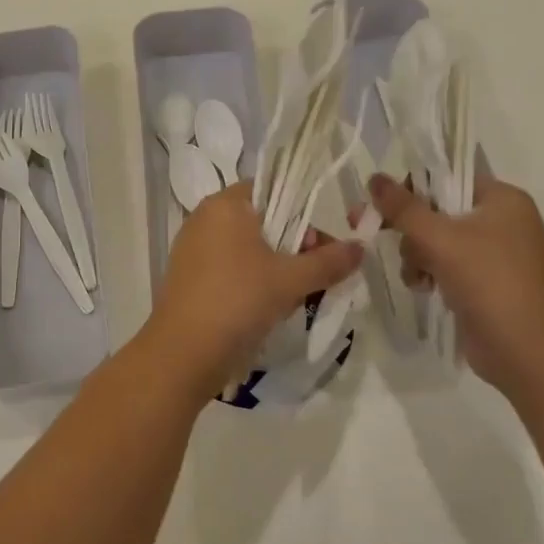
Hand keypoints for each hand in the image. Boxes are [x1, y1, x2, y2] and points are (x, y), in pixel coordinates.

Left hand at [144, 182, 361, 402]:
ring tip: (297, 296)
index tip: (323, 243)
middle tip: (316, 274)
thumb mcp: (290, 280)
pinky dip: (253, 282)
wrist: (183, 354)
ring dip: (276, 268)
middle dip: (294, 245)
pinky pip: (231, 269)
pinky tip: (269, 309)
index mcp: (225, 204)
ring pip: (248, 249)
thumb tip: (360, 247)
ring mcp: (193, 249)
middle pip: (262, 221)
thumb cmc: (238, 301)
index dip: (304, 212)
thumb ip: (328, 261)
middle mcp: (205, 219)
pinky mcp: (190, 278)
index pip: (273, 190)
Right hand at [368, 168, 543, 388]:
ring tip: (414, 275)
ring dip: (417, 255)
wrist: (528, 353)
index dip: (412, 189)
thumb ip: (403, 207)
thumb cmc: (489, 281)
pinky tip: (421, 288)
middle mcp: (503, 221)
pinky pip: (448, 265)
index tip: (383, 207)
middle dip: (411, 229)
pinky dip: (430, 273)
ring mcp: (497, 255)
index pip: (448, 178)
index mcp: (503, 199)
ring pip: (439, 240)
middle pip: (439, 211)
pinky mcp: (487, 283)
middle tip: (379, 235)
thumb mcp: (439, 238)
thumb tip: (374, 178)